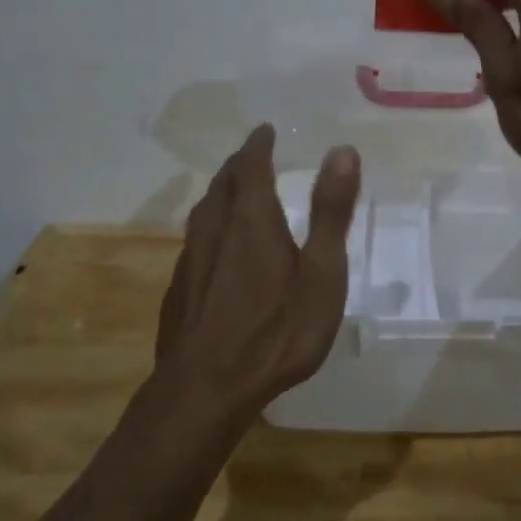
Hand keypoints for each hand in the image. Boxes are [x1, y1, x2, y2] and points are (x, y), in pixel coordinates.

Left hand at [154, 125, 361, 420]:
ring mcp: (191, 261)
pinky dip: (211, 227)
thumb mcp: (321, 272)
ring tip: (234, 192)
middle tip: (253, 156)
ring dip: (221, 193)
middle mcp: (215, 231)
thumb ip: (331, 211)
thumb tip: (342, 150)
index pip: (250, 166)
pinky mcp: (179, 291)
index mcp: (251, 219)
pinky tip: (217, 249)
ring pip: (203, 212)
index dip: (258, 145)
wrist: (207, 389)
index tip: (265, 131)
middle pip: (222, 185)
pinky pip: (195, 242)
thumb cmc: (276, 330)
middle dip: (239, 165)